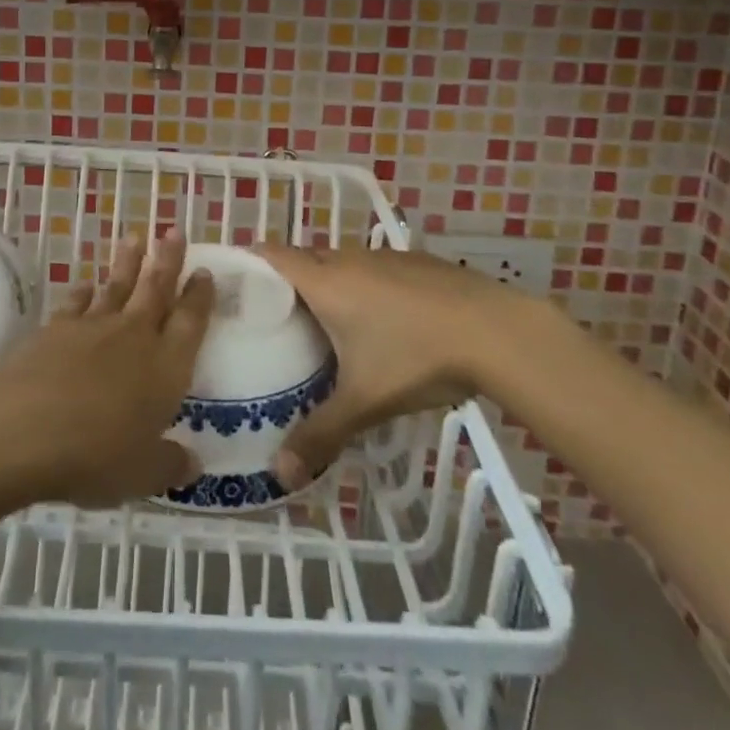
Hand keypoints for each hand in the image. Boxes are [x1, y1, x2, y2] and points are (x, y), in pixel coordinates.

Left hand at [0, 230, 213, 507]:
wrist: (25, 427)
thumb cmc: (96, 455)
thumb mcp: (143, 474)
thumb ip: (169, 464)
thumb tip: (192, 465)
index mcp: (166, 366)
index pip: (191, 322)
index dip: (200, 296)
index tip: (204, 271)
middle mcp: (134, 336)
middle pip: (156, 289)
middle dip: (168, 260)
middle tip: (174, 232)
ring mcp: (93, 327)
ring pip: (117, 286)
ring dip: (128, 263)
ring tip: (135, 238)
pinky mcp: (55, 328)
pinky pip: (76, 303)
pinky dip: (83, 292)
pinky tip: (86, 285)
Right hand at [254, 245, 516, 489]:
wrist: (497, 331)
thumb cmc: (417, 357)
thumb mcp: (365, 402)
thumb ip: (320, 434)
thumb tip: (279, 475)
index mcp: (325, 282)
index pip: (272, 254)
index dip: (248, 261)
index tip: (232, 282)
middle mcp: (348, 258)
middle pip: (304, 258)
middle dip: (285, 279)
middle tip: (273, 317)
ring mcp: (385, 256)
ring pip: (340, 261)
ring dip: (326, 282)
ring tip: (322, 321)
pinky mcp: (416, 262)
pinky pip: (372, 267)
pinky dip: (362, 285)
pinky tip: (380, 320)